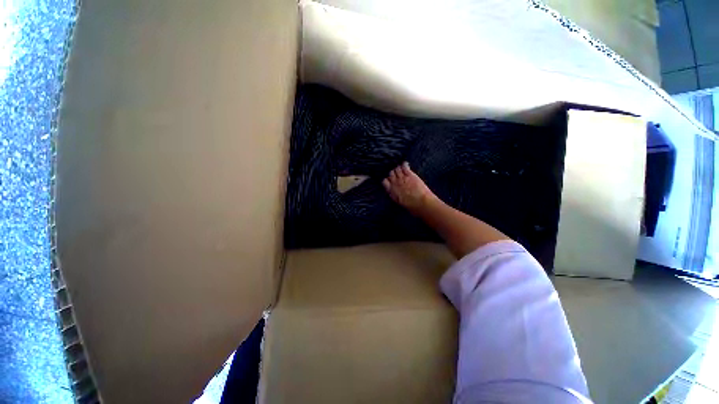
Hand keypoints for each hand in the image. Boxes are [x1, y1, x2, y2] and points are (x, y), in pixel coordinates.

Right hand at [382, 162, 436, 211]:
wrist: (421, 203)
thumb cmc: (412, 206)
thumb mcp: (400, 203)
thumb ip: (396, 196)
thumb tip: (397, 194)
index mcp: (391, 192)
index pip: (384, 182)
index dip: (387, 179)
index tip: (389, 179)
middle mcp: (395, 184)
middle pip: (390, 174)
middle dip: (393, 172)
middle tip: (396, 172)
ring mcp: (402, 178)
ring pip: (396, 169)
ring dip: (398, 168)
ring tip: (401, 168)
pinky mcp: (409, 175)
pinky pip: (404, 166)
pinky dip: (404, 164)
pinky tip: (405, 164)